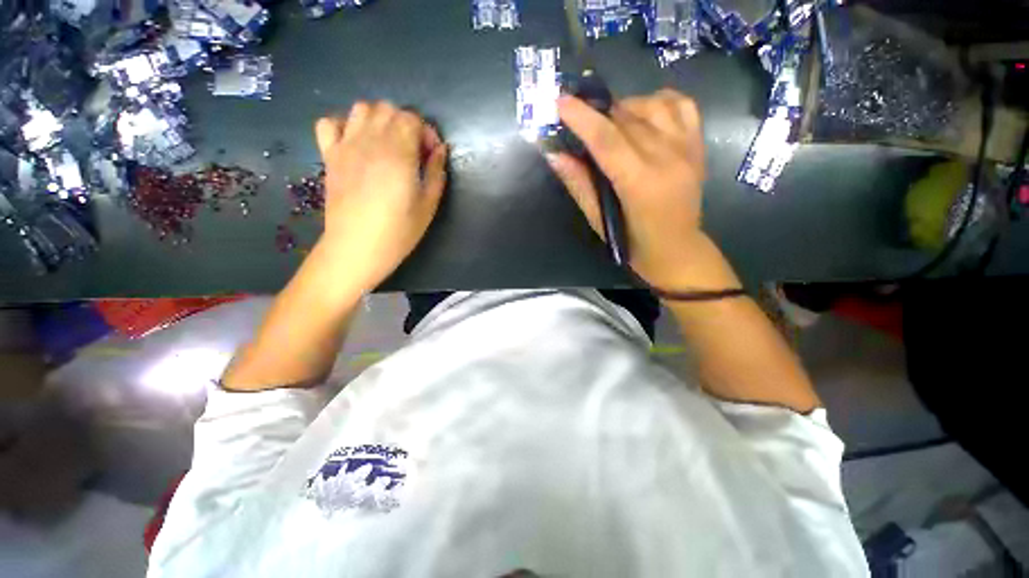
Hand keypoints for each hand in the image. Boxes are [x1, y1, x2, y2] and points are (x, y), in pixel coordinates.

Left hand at [313, 101, 446, 291]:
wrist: (356, 248)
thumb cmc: (398, 231)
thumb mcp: (429, 206)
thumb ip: (436, 173)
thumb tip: (440, 150)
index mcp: (399, 153)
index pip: (412, 118)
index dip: (426, 132)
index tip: (431, 155)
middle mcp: (370, 140)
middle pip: (388, 109)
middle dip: (406, 123)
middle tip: (413, 151)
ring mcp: (346, 145)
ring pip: (361, 108)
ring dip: (379, 120)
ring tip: (387, 144)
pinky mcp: (329, 156)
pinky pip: (329, 123)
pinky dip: (344, 125)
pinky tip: (356, 144)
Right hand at [550, 89, 713, 290]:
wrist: (678, 250)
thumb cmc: (633, 243)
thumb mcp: (599, 220)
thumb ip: (579, 185)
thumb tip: (555, 154)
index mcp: (639, 183)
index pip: (607, 140)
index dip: (581, 118)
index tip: (560, 101)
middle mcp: (667, 157)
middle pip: (626, 118)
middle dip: (597, 112)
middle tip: (579, 118)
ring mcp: (686, 147)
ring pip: (652, 104)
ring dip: (624, 107)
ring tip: (610, 122)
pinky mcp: (697, 144)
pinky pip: (680, 104)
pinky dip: (657, 101)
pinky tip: (643, 115)